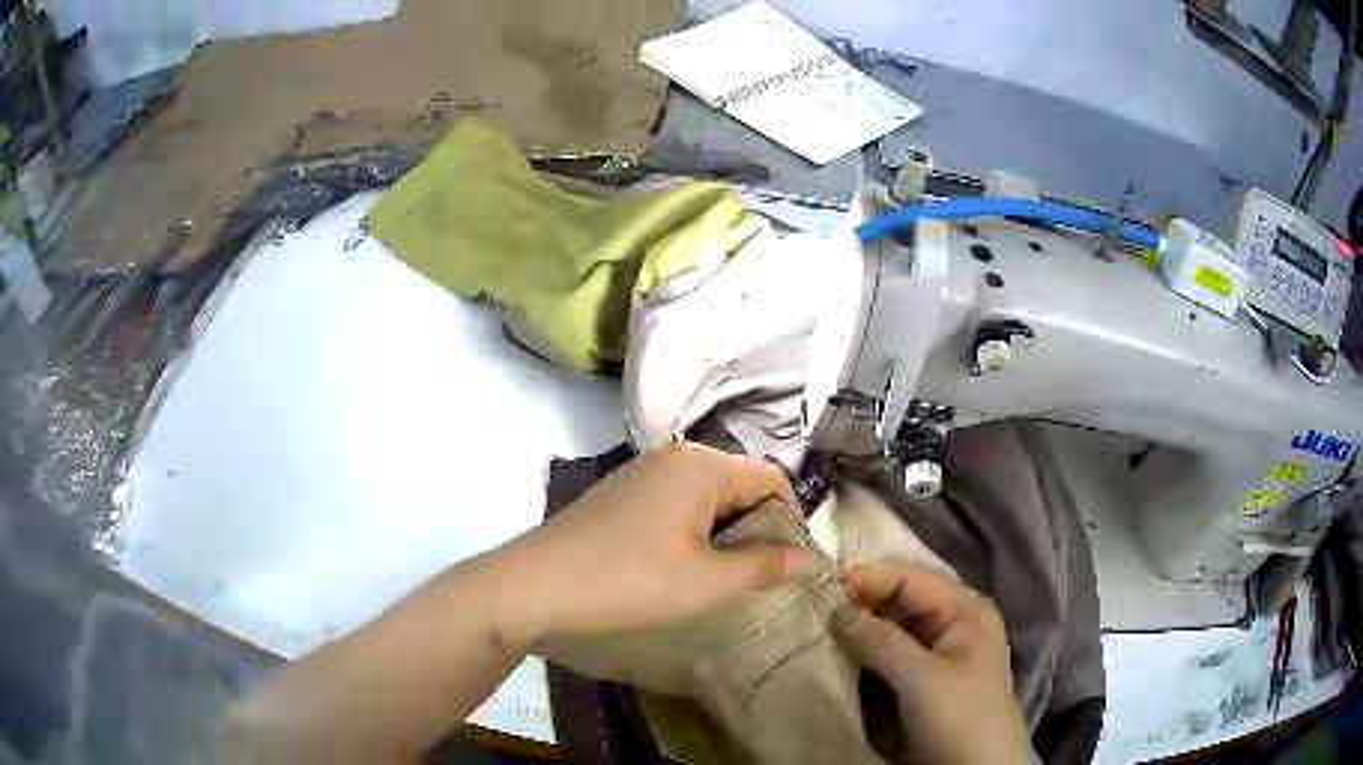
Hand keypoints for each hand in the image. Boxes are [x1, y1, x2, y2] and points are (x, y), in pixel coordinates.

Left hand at [512, 444, 813, 640]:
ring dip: (725, 534)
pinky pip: (676, 506)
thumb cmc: (628, 583)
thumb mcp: (707, 583)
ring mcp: (641, 474)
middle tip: (760, 578)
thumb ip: (764, 566)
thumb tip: (810, 558)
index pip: (772, 481)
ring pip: (707, 498)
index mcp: (701, 466)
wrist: (535, 586)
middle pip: (740, 485)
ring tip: (724, 578)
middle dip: (757, 530)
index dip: (793, 522)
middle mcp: (673, 458)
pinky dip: (693, 533)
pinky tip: (681, 568)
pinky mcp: (620, 495)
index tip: (793, 566)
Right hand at [834, 563, 1031, 764]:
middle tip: (813, 617)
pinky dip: (862, 656)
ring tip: (817, 637)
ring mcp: (934, 653)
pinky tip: (837, 660)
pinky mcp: (918, 680)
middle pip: (897, 601)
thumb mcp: (922, 679)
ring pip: (888, 630)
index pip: (909, 578)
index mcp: (963, 610)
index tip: (820, 593)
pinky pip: (885, 657)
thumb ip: (881, 641)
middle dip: (858, 607)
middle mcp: (949, 624)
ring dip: (856, 633)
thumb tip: (837, 610)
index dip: (867, 580)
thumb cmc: (959, 718)